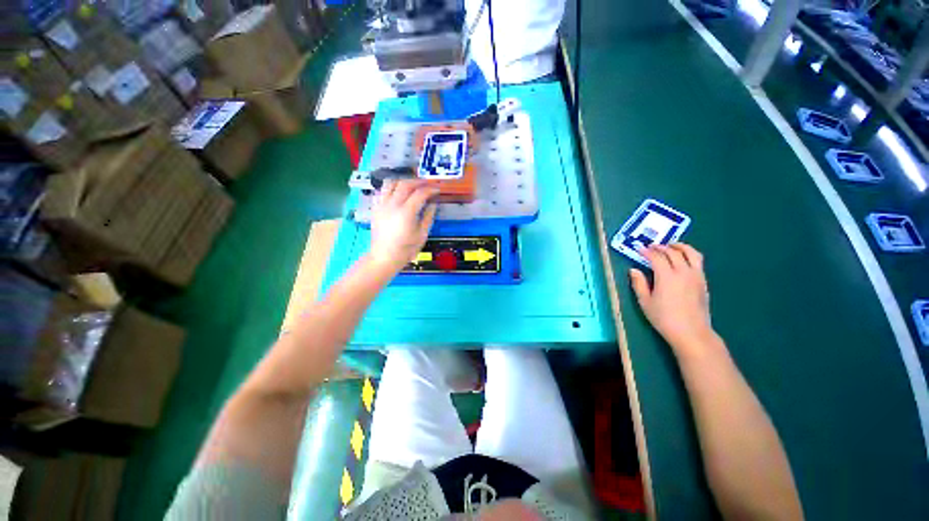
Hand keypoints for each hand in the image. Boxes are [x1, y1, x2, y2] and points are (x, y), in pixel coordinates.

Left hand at [369, 179, 438, 272]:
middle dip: (418, 182)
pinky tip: (397, 192)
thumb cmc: (406, 249)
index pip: (420, 193)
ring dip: (403, 181)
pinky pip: (382, 191)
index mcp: (406, 213)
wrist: (384, 257)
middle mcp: (393, 205)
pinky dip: (391, 188)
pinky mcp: (375, 208)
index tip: (437, 189)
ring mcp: (382, 205)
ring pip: (391, 183)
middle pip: (405, 184)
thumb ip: (428, 217)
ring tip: (412, 185)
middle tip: (427, 184)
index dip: (430, 189)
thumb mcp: (422, 235)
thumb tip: (433, 204)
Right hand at [629, 244, 715, 354]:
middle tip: (652, 247)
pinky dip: (689, 255)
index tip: (639, 249)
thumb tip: (634, 270)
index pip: (657, 257)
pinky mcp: (703, 281)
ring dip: (680, 246)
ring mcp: (696, 276)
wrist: (691, 332)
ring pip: (691, 253)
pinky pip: (698, 261)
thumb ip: (639, 284)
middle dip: (661, 247)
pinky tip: (682, 259)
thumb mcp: (645, 302)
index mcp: (666, 276)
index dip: (647, 252)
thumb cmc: (664, 318)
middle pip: (673, 252)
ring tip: (672, 246)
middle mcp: (683, 272)